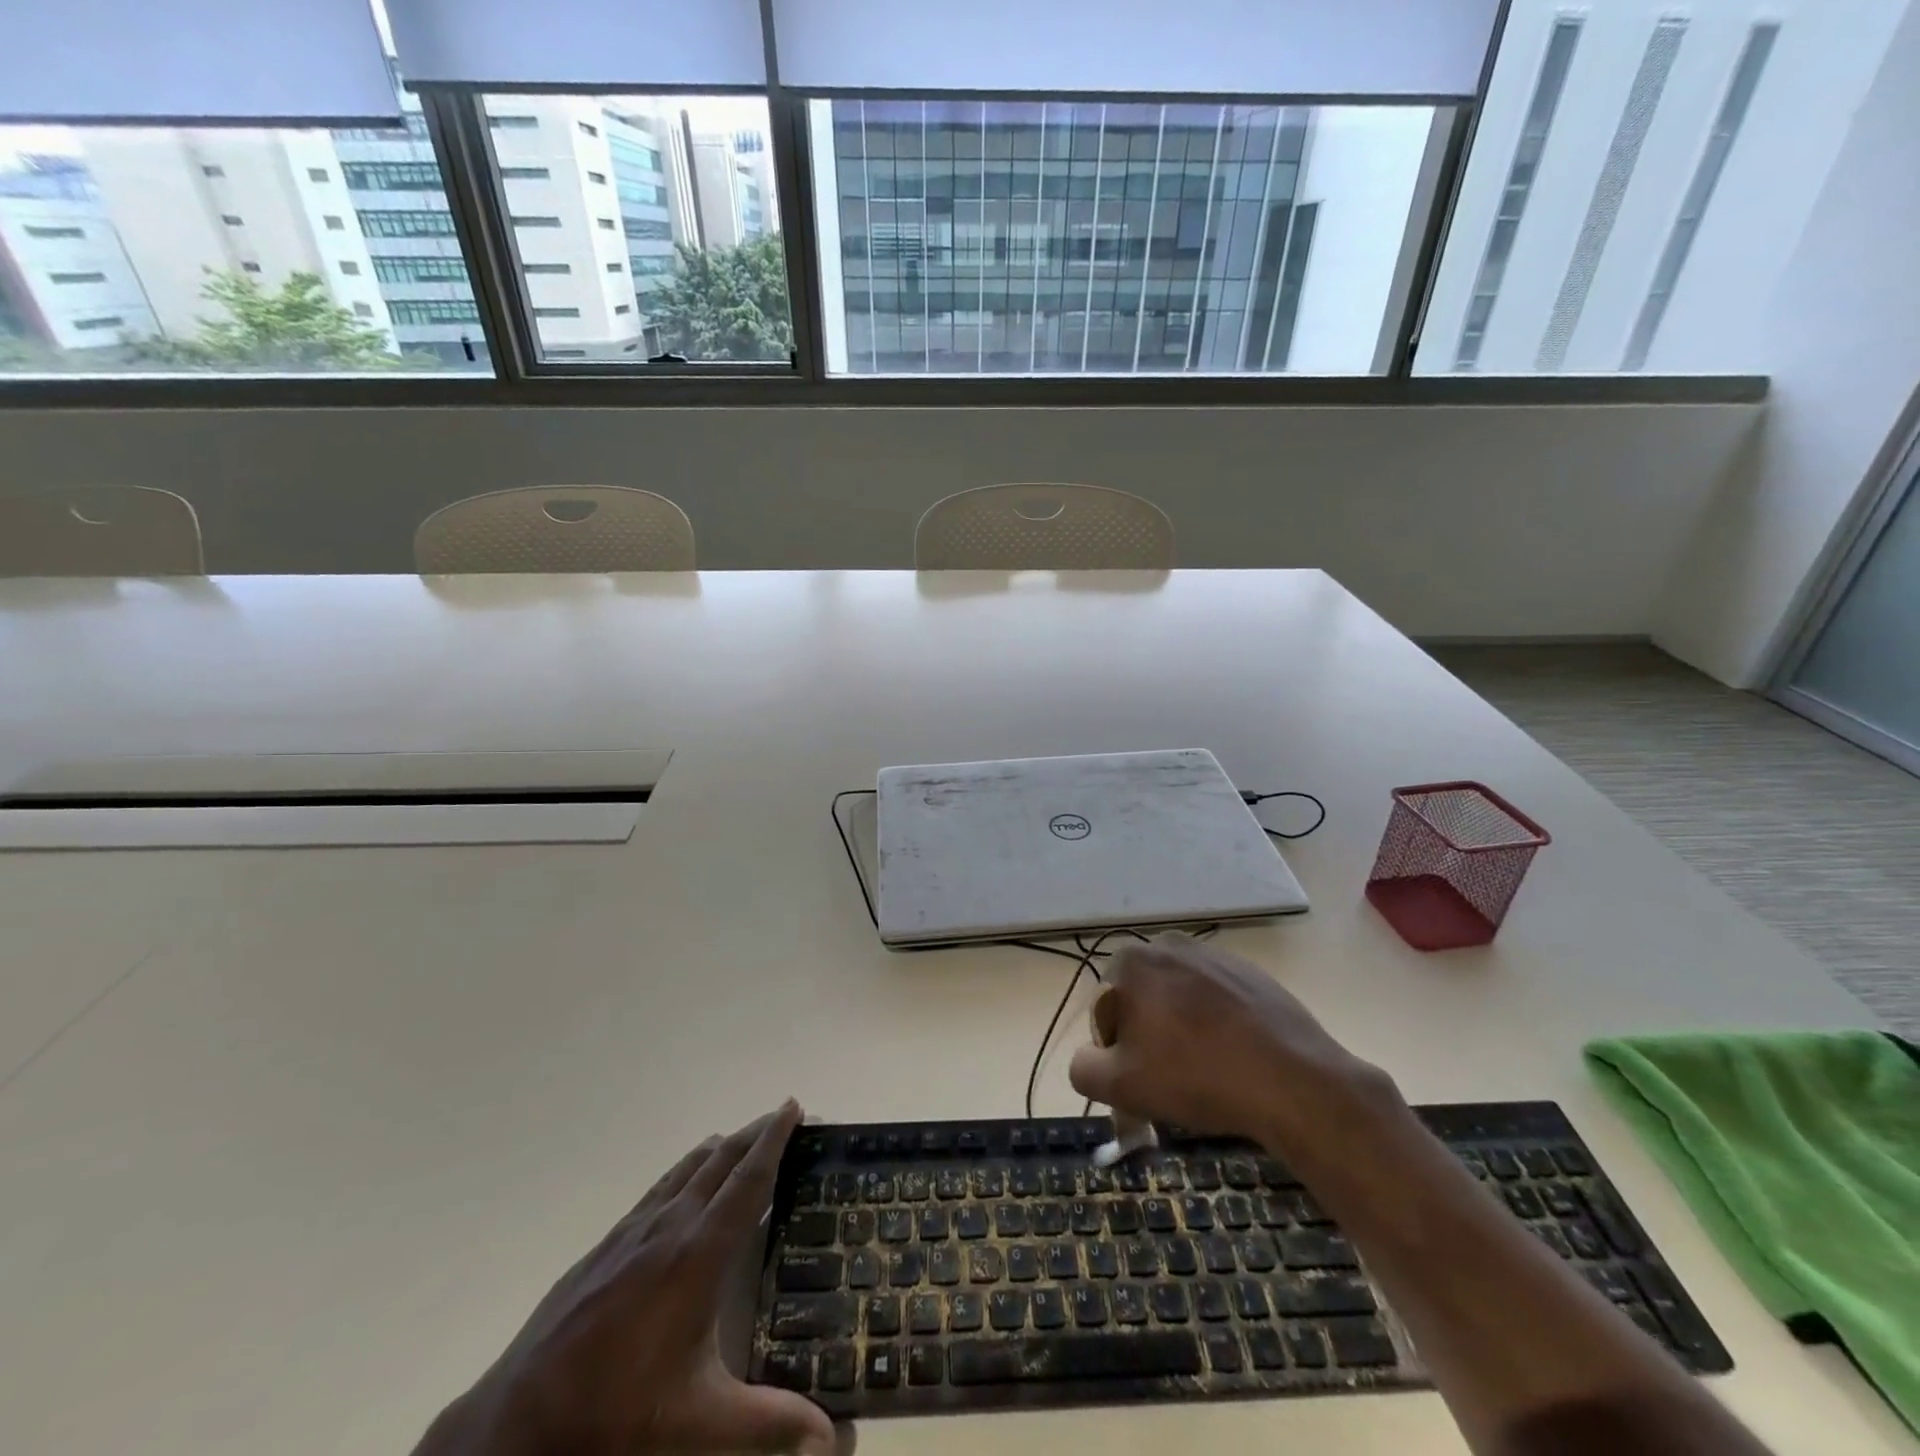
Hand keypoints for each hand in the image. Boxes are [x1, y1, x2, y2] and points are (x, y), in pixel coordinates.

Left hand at [416, 1101, 834, 1455]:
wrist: (510, 1432)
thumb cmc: (613, 1421)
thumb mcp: (699, 1428)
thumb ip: (771, 1425)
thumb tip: (836, 1438)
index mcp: (697, 1255)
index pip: (747, 1181)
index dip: (774, 1141)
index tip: (793, 1106)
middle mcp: (667, 1228)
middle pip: (719, 1162)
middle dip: (754, 1134)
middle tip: (782, 1116)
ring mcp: (630, 1234)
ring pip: (685, 1171)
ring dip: (719, 1149)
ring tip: (741, 1139)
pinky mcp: (603, 1248)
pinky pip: (657, 1190)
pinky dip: (684, 1172)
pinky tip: (680, 1186)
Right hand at [1068, 933, 1397, 1160]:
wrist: (1291, 1081)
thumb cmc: (1196, 1076)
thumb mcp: (1120, 1086)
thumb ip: (1083, 1069)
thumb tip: (1089, 1059)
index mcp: (1133, 961)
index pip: (1106, 1010)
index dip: (1118, 1050)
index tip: (1143, 1079)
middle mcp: (1170, 945)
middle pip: (1143, 999)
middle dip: (1149, 1035)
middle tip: (1172, 1078)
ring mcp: (1215, 955)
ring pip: (1180, 999)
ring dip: (1182, 1029)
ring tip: (1207, 1071)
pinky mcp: (1251, 973)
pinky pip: (1217, 1000)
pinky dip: (1218, 1025)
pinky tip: (1236, 1058)